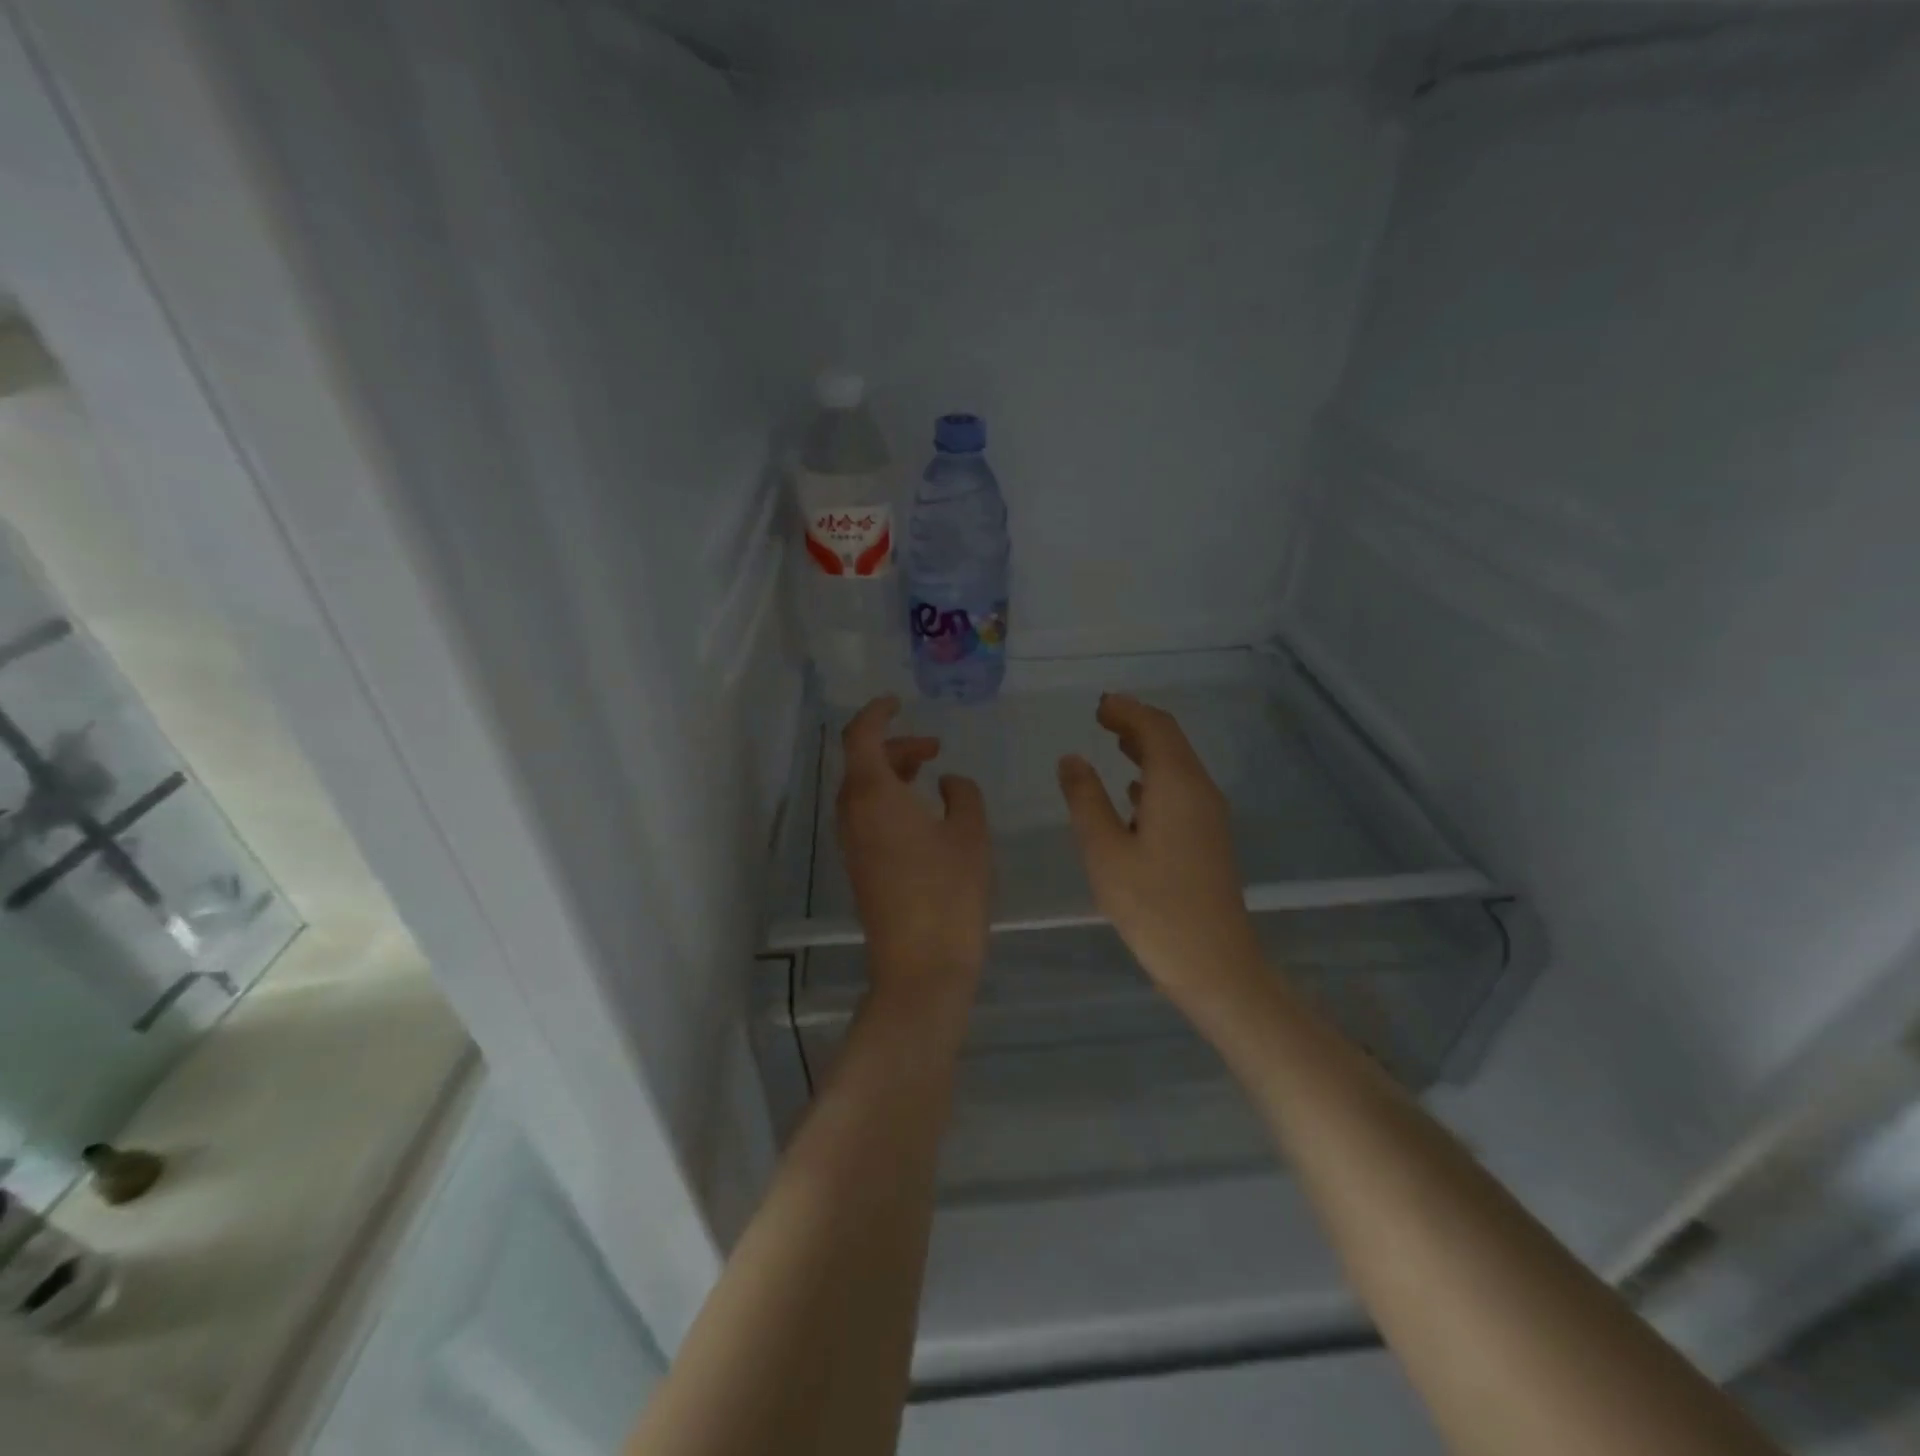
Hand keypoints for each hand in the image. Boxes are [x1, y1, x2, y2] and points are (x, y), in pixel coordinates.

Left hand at [837, 697, 991, 1016]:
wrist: (921, 966)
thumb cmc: (949, 892)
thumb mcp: (970, 833)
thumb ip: (962, 795)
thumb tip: (947, 783)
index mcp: (873, 795)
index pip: (861, 736)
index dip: (877, 713)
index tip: (898, 702)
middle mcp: (852, 814)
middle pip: (862, 763)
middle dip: (895, 746)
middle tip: (933, 748)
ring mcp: (852, 844)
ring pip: (863, 791)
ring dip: (892, 774)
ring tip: (929, 774)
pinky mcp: (859, 867)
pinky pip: (866, 816)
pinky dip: (888, 800)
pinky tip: (921, 815)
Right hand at [1057, 693, 1263, 1013]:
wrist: (1213, 963)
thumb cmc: (1152, 905)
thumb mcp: (1104, 851)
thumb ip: (1085, 799)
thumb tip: (1071, 758)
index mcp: (1176, 785)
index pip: (1155, 728)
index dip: (1126, 710)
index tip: (1098, 705)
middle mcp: (1200, 791)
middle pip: (1171, 741)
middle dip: (1137, 723)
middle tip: (1102, 717)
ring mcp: (1209, 816)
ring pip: (1178, 766)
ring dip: (1147, 749)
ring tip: (1114, 743)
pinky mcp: (1209, 839)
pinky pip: (1182, 790)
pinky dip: (1156, 777)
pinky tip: (1134, 794)